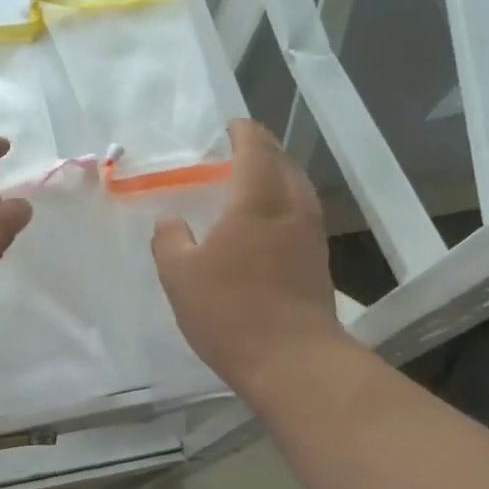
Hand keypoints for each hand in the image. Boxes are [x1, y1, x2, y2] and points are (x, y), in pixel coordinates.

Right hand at [151, 119, 353, 395]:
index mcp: (258, 200)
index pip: (256, 148)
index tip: (229, 127)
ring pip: (296, 188)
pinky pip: (300, 214)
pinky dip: (281, 204)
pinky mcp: (317, 261)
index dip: (243, 132)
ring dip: (275, 177)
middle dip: (261, 150)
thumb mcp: (180, 275)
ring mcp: (310, 235)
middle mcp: (291, 208)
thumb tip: (170, 221)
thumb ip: (170, 240)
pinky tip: (262, 224)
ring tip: (248, 184)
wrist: (293, 361)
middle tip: (234, 152)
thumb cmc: (231, 310)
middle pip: (283, 163)